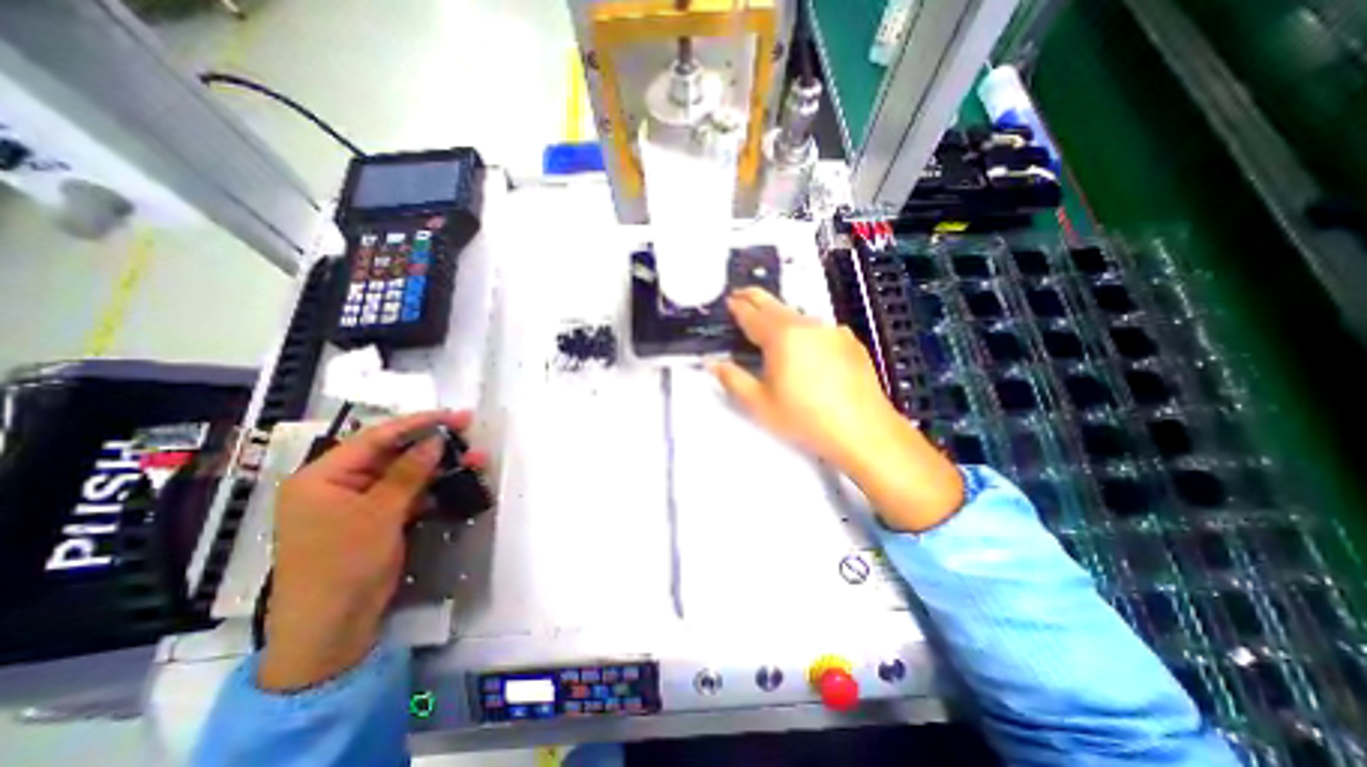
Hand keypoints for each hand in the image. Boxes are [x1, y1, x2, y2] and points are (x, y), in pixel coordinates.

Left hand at [259, 412, 480, 691]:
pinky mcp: (378, 518)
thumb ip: (409, 472)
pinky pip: (409, 493)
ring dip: (440, 466)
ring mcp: (360, 502)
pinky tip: (459, 481)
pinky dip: (433, 487)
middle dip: (433, 443)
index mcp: (323, 477)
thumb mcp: (379, 513)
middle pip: (392, 453)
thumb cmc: (344, 564)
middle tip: (468, 430)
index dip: (417, 423)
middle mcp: (340, 484)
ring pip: (406, 473)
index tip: (453, 415)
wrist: (333, 627)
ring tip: (476, 458)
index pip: (375, 438)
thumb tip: (436, 440)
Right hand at [717, 288, 958, 532]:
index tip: (729, 300)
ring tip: (769, 323)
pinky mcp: (849, 341)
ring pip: (798, 315)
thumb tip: (712, 363)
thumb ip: (732, 379)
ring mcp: (832, 330)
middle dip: (755, 299)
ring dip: (780, 315)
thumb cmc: (805, 419)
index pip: (752, 314)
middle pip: (775, 305)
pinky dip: (803, 329)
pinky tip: (804, 345)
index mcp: (781, 337)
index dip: (738, 306)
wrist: (864, 430)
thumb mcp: (760, 404)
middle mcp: (807, 325)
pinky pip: (819, 328)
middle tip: (741, 295)